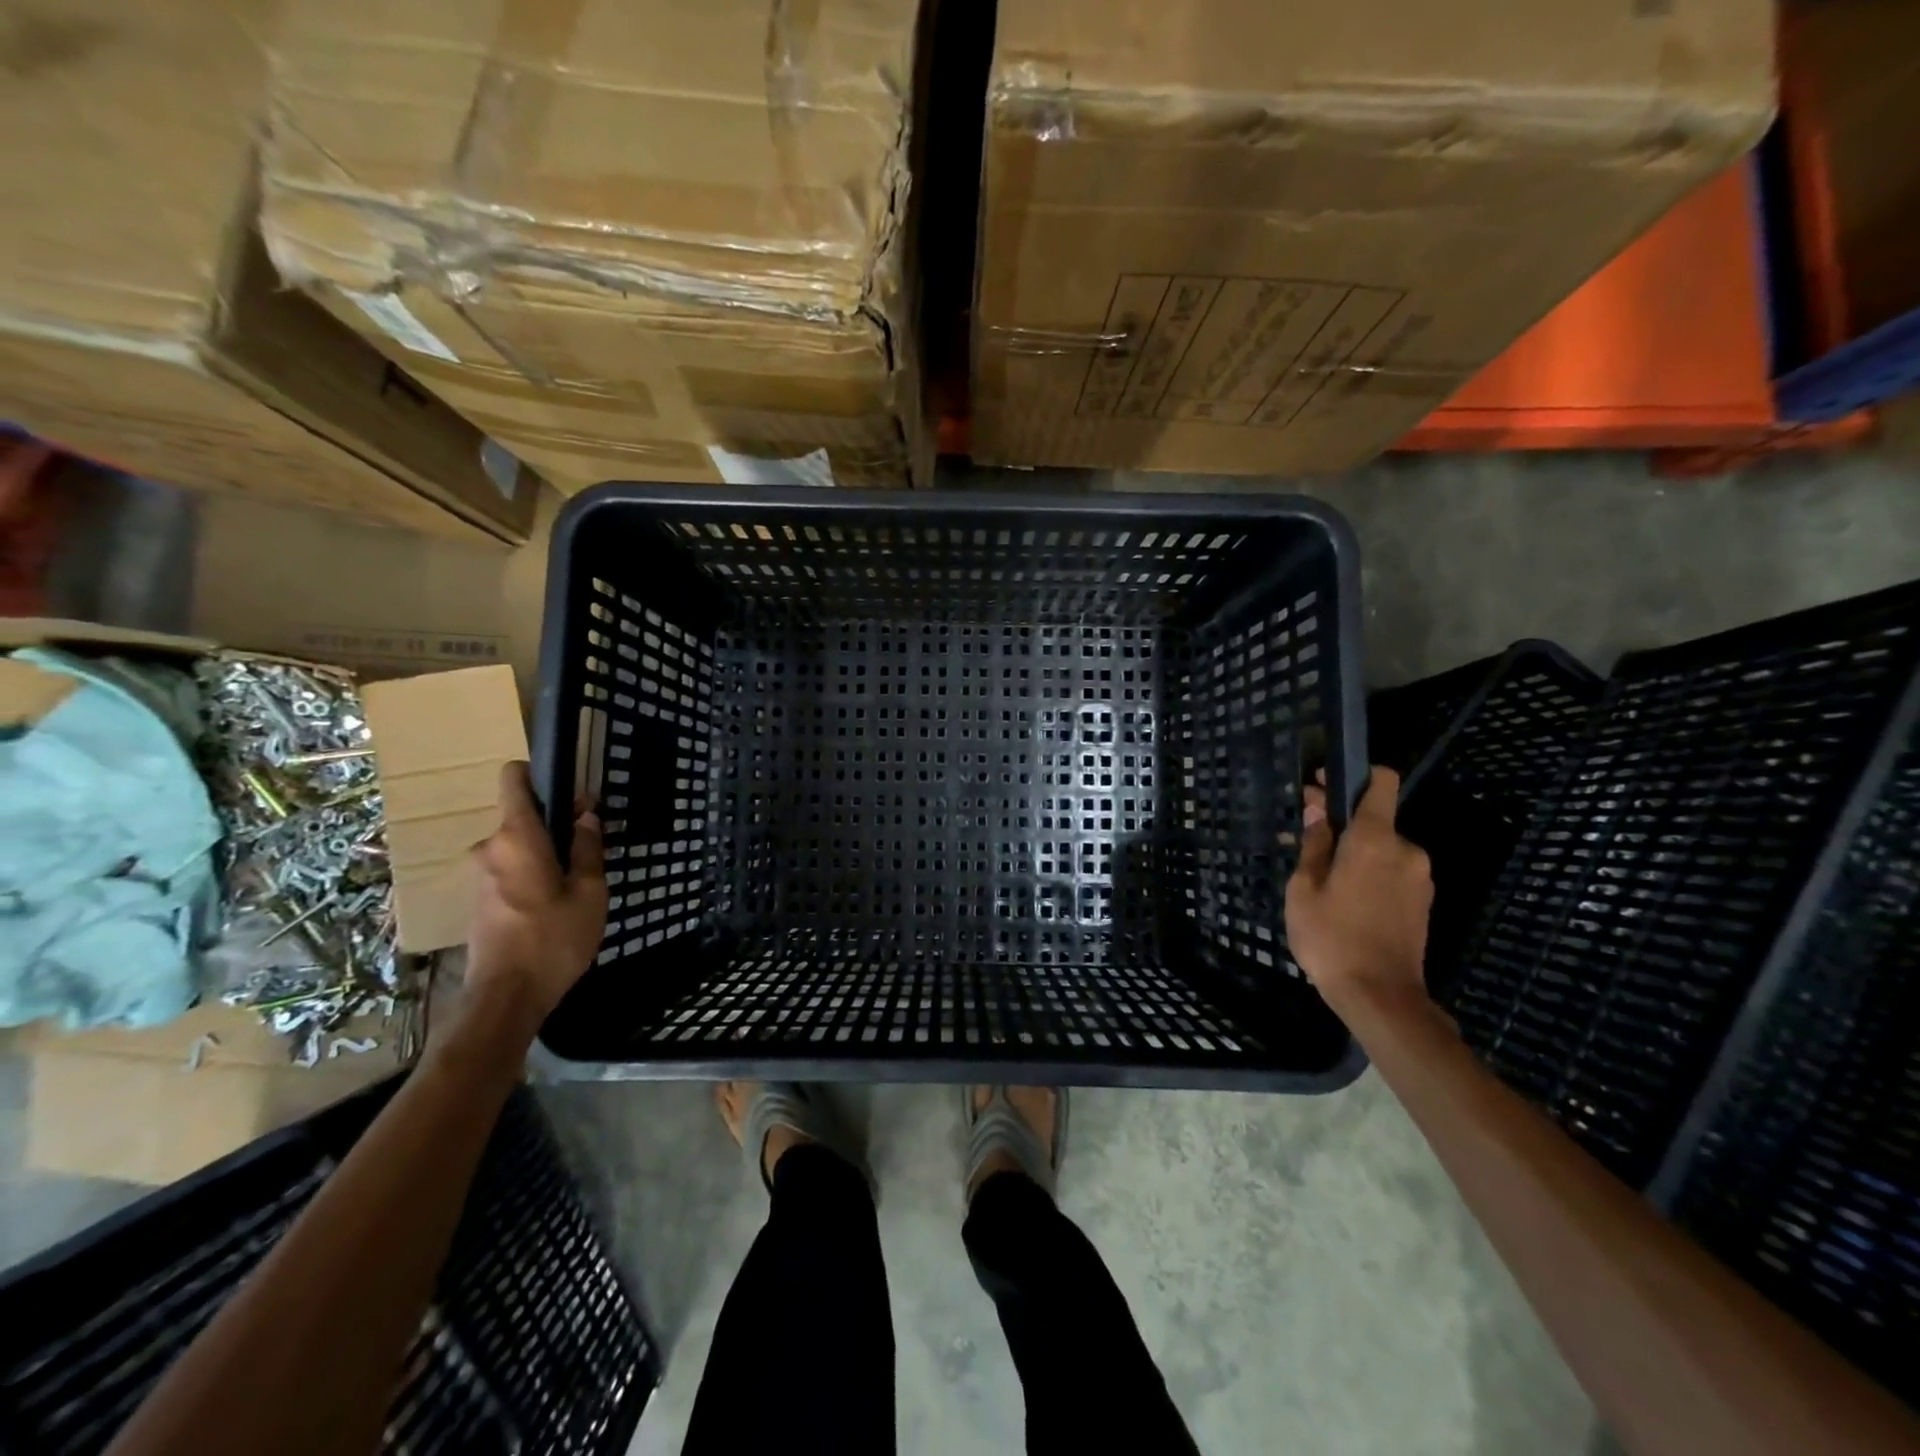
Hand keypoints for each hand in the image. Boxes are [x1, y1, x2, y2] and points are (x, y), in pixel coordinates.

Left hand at [463, 761, 607, 1037]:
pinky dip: (532, 875)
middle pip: (522, 817)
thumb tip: (585, 815)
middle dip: (555, 823)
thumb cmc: (554, 938)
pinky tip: (555, 904)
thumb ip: (587, 847)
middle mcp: (490, 848)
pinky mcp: (478, 901)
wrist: (505, 998)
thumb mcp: (589, 891)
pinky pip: (510, 870)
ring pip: (518, 847)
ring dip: (545, 854)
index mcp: (516, 837)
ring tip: (577, 882)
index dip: (539, 774)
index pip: (513, 779)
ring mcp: (479, 876)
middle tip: (590, 847)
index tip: (570, 792)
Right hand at [1284, 766, 1433, 1016]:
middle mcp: (1405, 850)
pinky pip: (1391, 872)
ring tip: (1319, 878)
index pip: (1381, 782)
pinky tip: (1342, 898)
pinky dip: (1367, 874)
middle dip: (1341, 824)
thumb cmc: (1331, 937)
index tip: (1323, 784)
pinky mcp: (1422, 903)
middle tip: (1304, 840)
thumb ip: (1313, 845)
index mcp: (1375, 839)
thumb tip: (1316, 814)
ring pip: (1381, 849)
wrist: (1380, 996)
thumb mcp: (1304, 889)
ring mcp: (1419, 878)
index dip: (1354, 775)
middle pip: (1374, 820)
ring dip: (1353, 853)